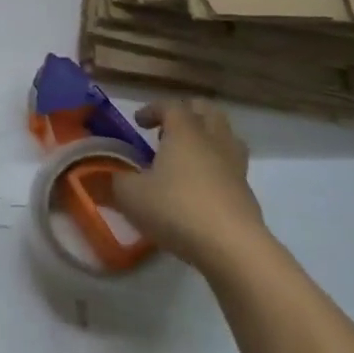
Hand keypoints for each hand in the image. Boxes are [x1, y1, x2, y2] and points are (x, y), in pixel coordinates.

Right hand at [111, 101, 265, 268]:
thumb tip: (107, 176)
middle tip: (167, 129)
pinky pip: (232, 164)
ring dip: (207, 136)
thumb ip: (115, 180)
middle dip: (187, 113)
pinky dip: (216, 165)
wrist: (232, 247)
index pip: (171, 105)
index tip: (138, 122)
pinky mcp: (247, 191)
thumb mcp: (130, 195)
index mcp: (185, 132)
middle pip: (207, 111)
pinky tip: (200, 186)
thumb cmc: (176, 209)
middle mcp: (213, 140)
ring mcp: (235, 165)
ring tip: (187, 154)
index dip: (152, 109)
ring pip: (226, 135)